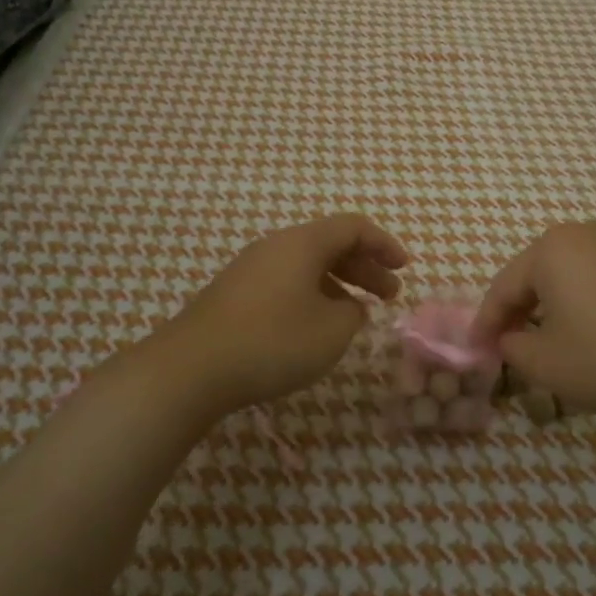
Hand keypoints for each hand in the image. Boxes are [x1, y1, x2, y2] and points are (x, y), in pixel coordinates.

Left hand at [159, 214, 409, 416]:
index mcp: (302, 243)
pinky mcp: (234, 294)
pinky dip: (312, 296)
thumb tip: (348, 306)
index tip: (404, 268)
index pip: (353, 227)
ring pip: (307, 265)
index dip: (384, 244)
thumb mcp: (331, 331)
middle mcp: (276, 246)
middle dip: (365, 267)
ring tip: (358, 314)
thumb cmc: (273, 341)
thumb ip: (352, 314)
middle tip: (390, 295)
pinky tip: (316, 327)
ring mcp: (250, 269)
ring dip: (339, 284)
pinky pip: (286, 282)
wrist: (191, 368)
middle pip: (330, 244)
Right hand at [473, 220, 595, 426]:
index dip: (487, 321)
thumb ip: (514, 348)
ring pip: (582, 272)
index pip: (505, 286)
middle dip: (526, 308)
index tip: (479, 349)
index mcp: (554, 249)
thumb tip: (513, 339)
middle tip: (517, 343)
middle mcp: (592, 233)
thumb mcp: (548, 366)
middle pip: (543, 272)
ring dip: (566, 302)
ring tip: (566, 338)